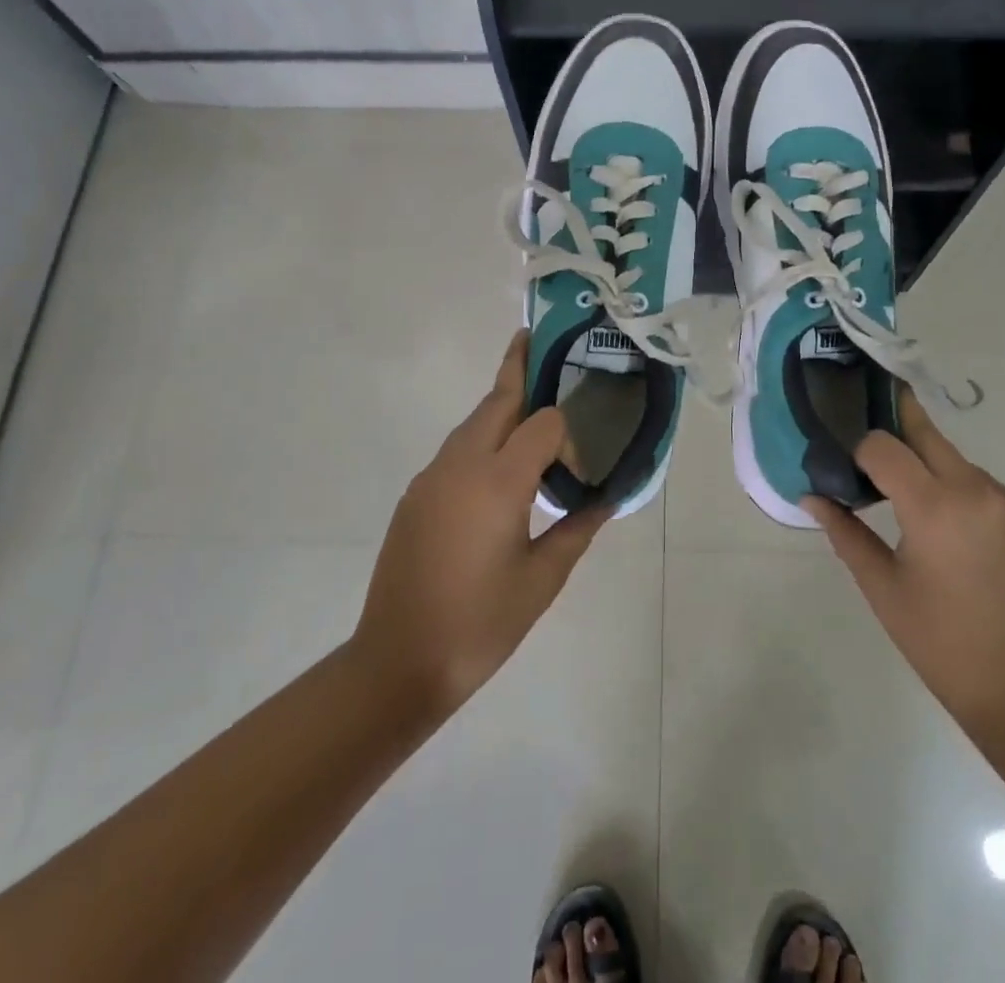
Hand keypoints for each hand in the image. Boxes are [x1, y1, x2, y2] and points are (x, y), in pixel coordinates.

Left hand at [350, 332, 606, 720]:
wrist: (397, 664)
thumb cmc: (480, 624)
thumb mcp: (542, 579)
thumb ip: (578, 528)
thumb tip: (608, 497)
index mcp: (497, 481)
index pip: (543, 423)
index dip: (569, 435)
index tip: (579, 471)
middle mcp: (460, 464)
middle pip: (497, 400)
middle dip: (519, 368)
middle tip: (540, 340)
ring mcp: (431, 478)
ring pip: (473, 423)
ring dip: (502, 408)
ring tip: (530, 407)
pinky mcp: (416, 495)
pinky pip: (456, 451)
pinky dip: (483, 441)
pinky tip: (498, 471)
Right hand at [808, 390, 1004, 743]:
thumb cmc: (938, 641)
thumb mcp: (882, 587)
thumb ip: (845, 532)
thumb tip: (812, 497)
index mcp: (934, 507)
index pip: (883, 445)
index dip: (860, 448)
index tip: (848, 461)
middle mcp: (978, 491)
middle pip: (927, 435)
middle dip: (897, 429)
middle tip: (873, 435)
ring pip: (959, 464)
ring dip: (934, 472)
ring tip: (923, 514)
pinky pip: (991, 490)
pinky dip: (969, 498)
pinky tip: (964, 537)